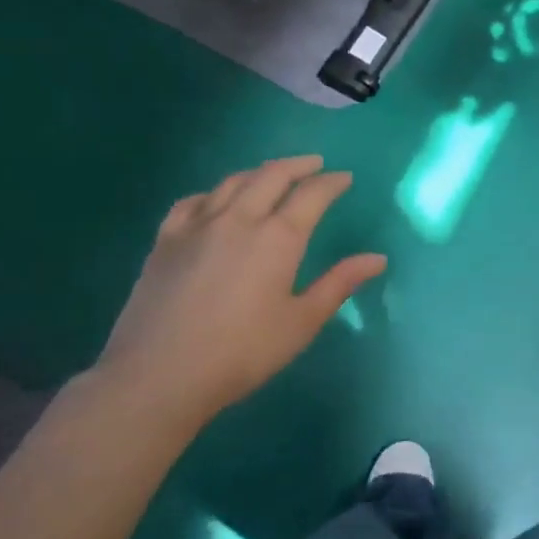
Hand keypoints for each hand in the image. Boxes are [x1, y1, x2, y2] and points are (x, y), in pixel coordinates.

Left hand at [95, 156, 385, 432]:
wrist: (159, 374)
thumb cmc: (242, 352)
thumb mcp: (301, 322)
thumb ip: (339, 284)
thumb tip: (378, 258)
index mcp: (278, 238)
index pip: (312, 195)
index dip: (331, 182)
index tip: (345, 178)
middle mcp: (239, 219)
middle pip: (272, 176)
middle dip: (298, 166)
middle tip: (314, 164)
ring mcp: (197, 225)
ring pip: (233, 182)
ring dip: (259, 172)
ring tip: (273, 175)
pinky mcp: (165, 239)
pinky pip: (193, 200)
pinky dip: (215, 192)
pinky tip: (217, 200)